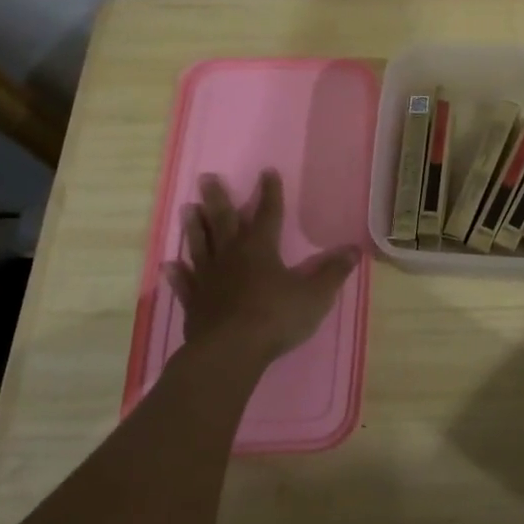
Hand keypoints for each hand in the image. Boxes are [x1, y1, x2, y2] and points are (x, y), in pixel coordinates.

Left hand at [163, 170, 359, 367]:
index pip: (269, 213)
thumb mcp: (315, 294)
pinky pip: (184, 283)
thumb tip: (354, 250)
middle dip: (218, 199)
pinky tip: (169, 264)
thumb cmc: (275, 317)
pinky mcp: (194, 303)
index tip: (267, 171)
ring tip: (187, 208)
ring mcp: (208, 279)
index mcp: (261, 249)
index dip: (270, 193)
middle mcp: (231, 256)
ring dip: (194, 227)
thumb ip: (334, 272)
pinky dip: (177, 273)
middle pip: (223, 221)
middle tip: (206, 178)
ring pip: (200, 245)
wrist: (230, 352)